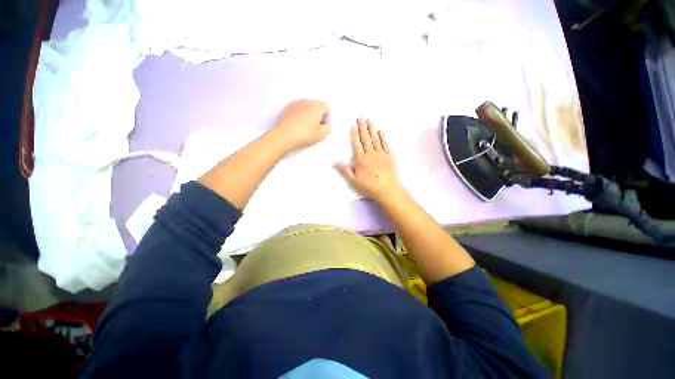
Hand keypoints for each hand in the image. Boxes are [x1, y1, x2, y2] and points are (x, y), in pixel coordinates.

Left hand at [269, 99, 330, 153]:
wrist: (283, 137)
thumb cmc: (305, 135)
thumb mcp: (320, 136)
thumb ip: (327, 129)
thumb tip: (327, 126)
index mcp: (316, 107)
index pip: (326, 107)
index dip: (327, 117)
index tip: (323, 127)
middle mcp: (306, 101)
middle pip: (316, 105)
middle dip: (317, 115)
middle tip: (315, 127)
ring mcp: (295, 103)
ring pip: (305, 107)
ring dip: (308, 114)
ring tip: (305, 126)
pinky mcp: (286, 108)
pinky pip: (296, 109)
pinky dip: (298, 115)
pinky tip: (296, 125)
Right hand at [336, 119, 403, 202]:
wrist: (387, 190)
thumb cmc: (369, 187)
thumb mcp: (354, 181)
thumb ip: (345, 170)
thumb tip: (335, 162)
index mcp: (361, 159)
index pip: (357, 144)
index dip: (355, 134)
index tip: (353, 125)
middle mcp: (371, 154)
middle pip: (366, 138)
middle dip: (362, 127)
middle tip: (360, 118)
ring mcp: (381, 154)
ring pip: (375, 139)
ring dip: (372, 129)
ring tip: (369, 120)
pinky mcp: (389, 156)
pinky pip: (386, 144)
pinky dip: (383, 137)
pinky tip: (381, 132)